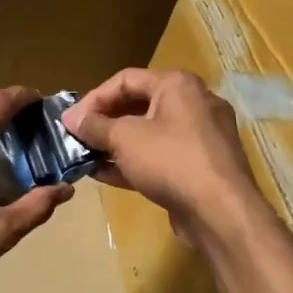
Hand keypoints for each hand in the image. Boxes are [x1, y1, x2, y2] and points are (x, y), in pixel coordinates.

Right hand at [63, 69, 269, 241]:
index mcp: (178, 85)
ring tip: (87, 157)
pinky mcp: (201, 166)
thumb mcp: (124, 138)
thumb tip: (71, 119)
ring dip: (116, 144)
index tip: (71, 121)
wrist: (221, 212)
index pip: (126, 79)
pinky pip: (162, 156)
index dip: (94, 98)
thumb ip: (95, 126)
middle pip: (138, 105)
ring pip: (150, 133)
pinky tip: (106, 175)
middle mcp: (194, 103)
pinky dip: (135, 162)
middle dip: (104, 122)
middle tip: (78, 137)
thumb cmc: (170, 161)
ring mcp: (201, 137)